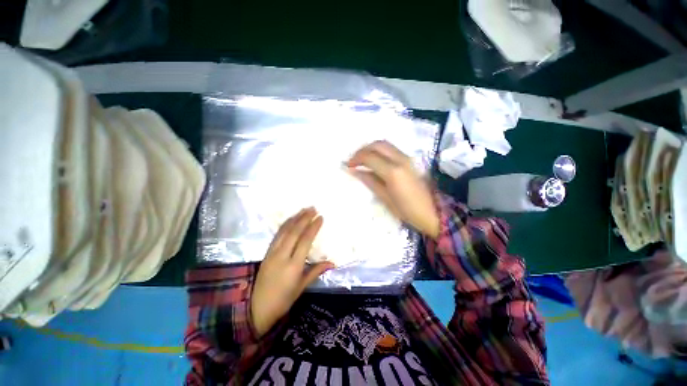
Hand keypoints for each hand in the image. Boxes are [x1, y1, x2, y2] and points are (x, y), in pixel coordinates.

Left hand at [251, 208, 333, 336]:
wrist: (257, 308)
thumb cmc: (283, 300)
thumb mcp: (302, 287)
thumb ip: (316, 271)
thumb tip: (332, 263)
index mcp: (293, 266)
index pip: (305, 241)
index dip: (313, 227)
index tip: (320, 217)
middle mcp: (282, 255)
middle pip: (294, 232)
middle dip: (304, 218)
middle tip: (313, 208)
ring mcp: (272, 253)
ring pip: (284, 231)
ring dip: (295, 218)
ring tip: (304, 210)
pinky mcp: (267, 252)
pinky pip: (277, 235)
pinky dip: (285, 225)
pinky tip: (291, 219)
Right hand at [348, 141, 439, 238]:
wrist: (435, 212)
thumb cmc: (408, 211)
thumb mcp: (385, 199)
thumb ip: (370, 182)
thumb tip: (355, 171)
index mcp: (393, 172)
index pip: (369, 157)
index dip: (356, 159)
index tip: (348, 166)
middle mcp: (400, 159)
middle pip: (377, 144)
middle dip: (362, 150)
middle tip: (354, 160)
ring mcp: (407, 158)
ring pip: (385, 144)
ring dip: (371, 148)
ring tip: (362, 160)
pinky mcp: (411, 160)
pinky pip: (392, 149)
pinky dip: (380, 151)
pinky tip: (375, 160)